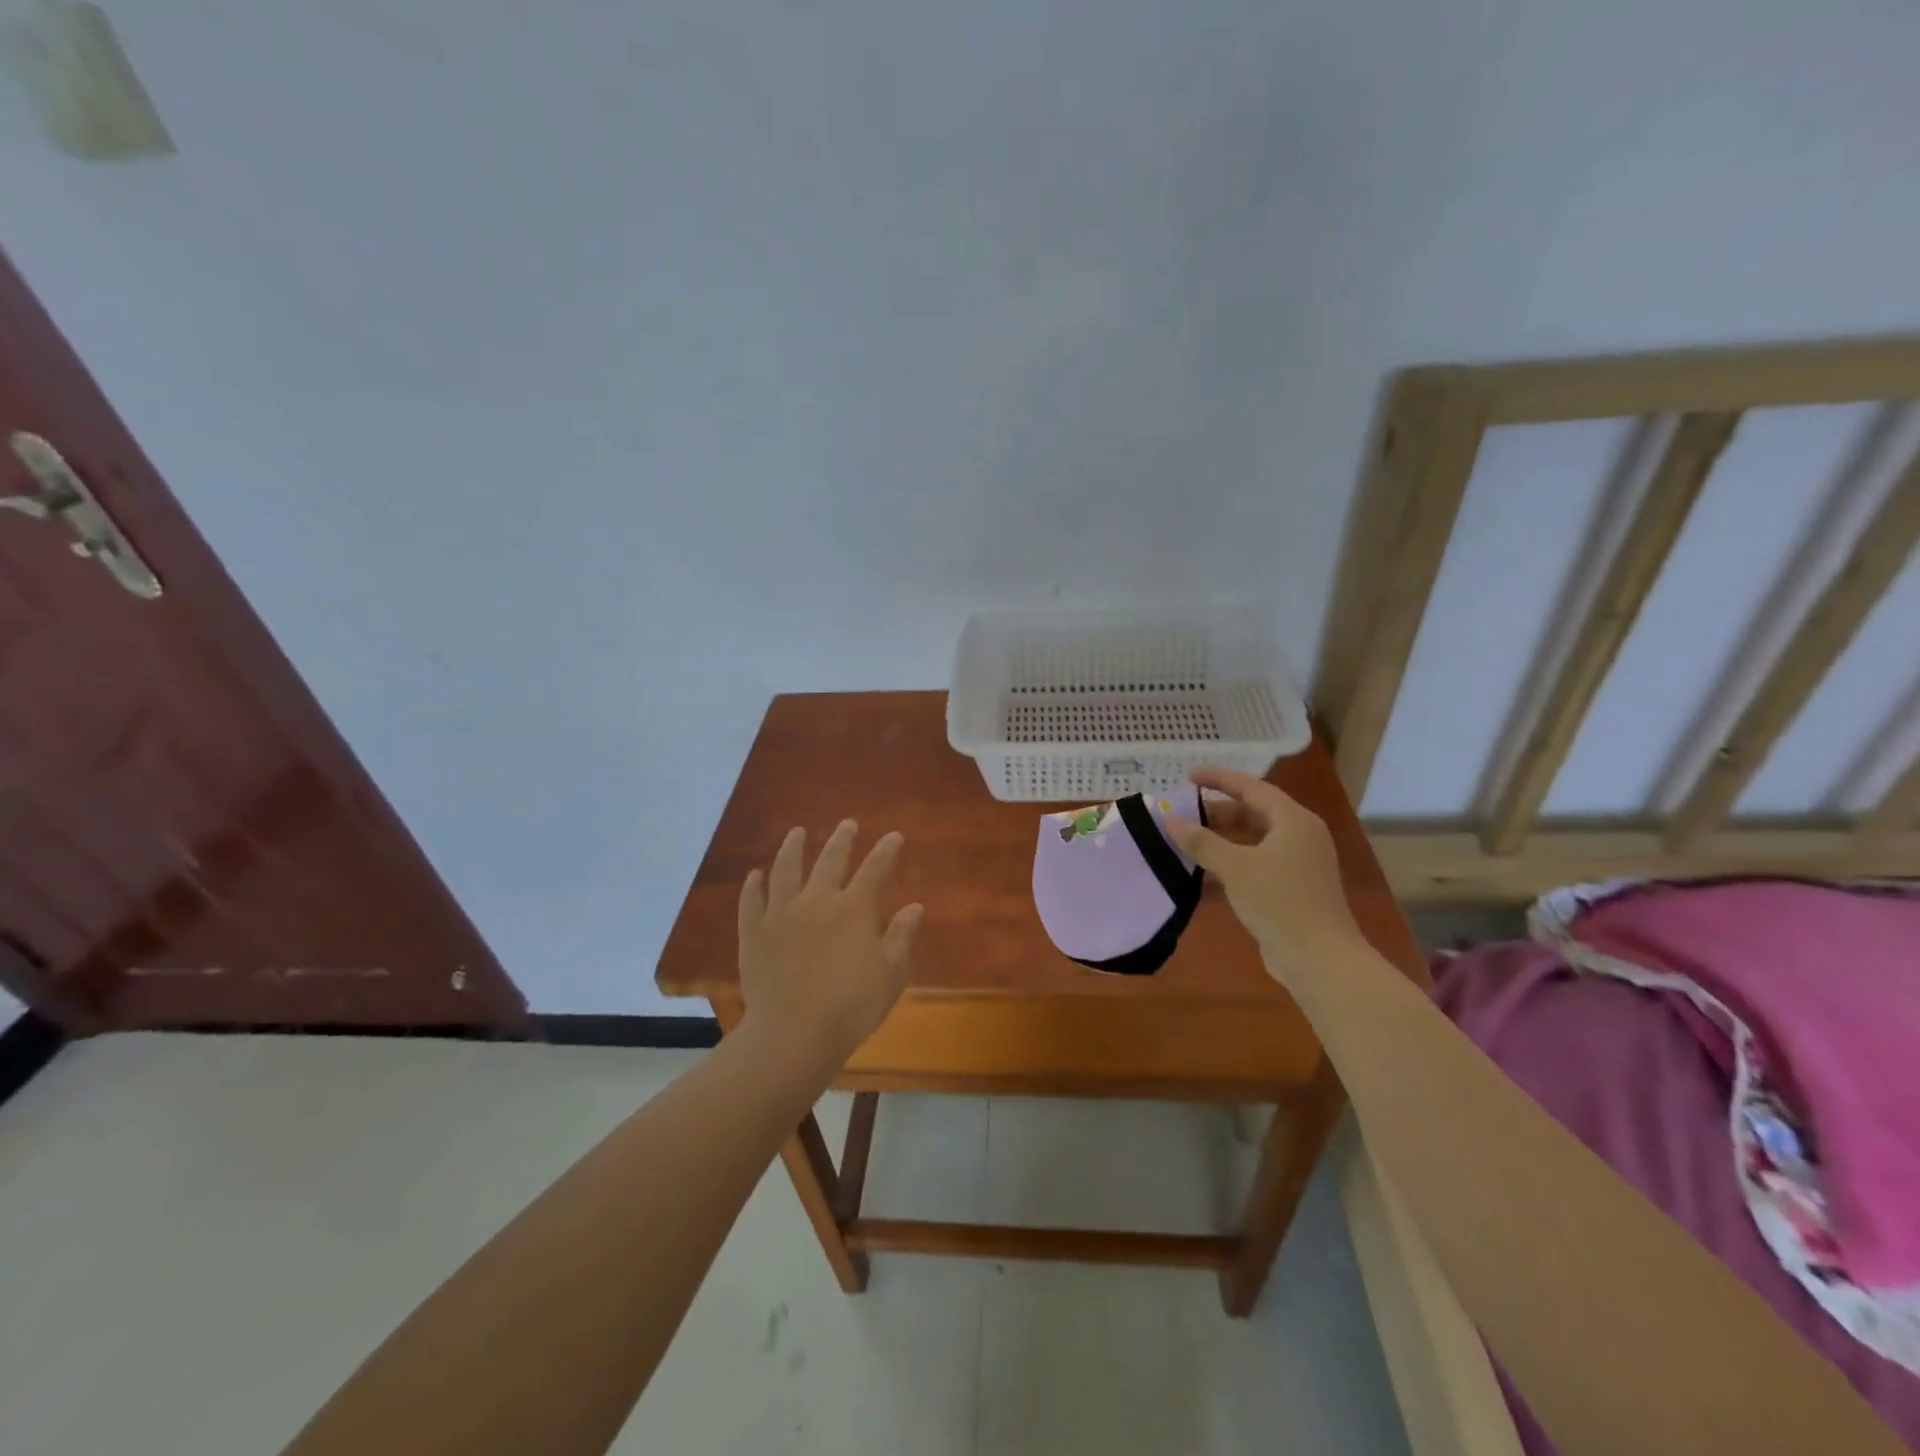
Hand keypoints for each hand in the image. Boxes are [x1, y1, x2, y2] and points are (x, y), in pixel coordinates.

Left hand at [736, 820, 923, 1065]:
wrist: (793, 1034)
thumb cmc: (851, 1007)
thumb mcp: (890, 975)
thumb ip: (901, 937)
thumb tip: (914, 906)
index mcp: (854, 909)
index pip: (875, 869)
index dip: (886, 850)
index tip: (894, 836)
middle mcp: (817, 900)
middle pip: (830, 860)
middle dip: (842, 840)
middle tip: (847, 824)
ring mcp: (781, 914)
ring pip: (786, 870)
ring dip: (792, 848)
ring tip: (796, 833)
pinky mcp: (754, 932)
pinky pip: (752, 901)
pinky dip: (754, 886)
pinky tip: (755, 875)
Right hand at [1163, 766, 1363, 975]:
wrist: (1320, 960)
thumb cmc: (1280, 902)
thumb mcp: (1235, 868)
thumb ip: (1201, 842)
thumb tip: (1172, 820)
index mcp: (1293, 821)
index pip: (1251, 787)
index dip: (1219, 779)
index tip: (1188, 776)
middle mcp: (1299, 836)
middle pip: (1252, 813)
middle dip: (1216, 812)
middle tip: (1182, 814)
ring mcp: (1297, 864)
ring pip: (1252, 840)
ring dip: (1220, 839)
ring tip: (1185, 840)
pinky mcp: (1291, 888)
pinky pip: (1254, 864)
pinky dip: (1229, 862)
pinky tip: (1201, 872)